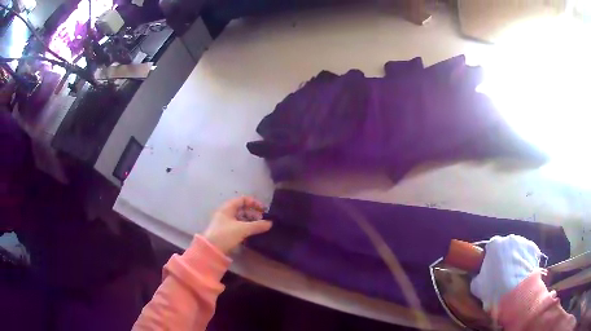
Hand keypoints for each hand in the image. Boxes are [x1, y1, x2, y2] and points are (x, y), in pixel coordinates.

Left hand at [203, 197, 271, 253]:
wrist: (211, 249)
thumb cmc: (225, 234)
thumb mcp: (242, 229)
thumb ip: (257, 225)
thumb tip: (270, 223)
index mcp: (227, 207)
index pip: (243, 199)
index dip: (254, 203)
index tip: (264, 210)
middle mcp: (225, 213)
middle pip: (242, 208)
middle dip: (253, 213)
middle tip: (263, 220)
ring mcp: (224, 222)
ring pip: (240, 218)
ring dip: (250, 221)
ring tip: (259, 227)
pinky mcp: (225, 231)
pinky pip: (238, 225)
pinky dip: (245, 227)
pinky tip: (252, 233)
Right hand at [470, 235, 542, 310]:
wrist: (516, 292)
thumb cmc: (493, 288)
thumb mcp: (477, 286)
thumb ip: (477, 277)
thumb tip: (479, 277)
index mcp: (494, 244)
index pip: (490, 248)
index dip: (489, 259)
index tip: (489, 270)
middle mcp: (509, 238)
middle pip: (506, 246)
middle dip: (504, 257)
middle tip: (502, 274)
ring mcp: (524, 242)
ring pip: (518, 249)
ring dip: (516, 258)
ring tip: (514, 275)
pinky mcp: (535, 249)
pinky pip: (529, 254)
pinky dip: (527, 262)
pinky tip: (524, 274)